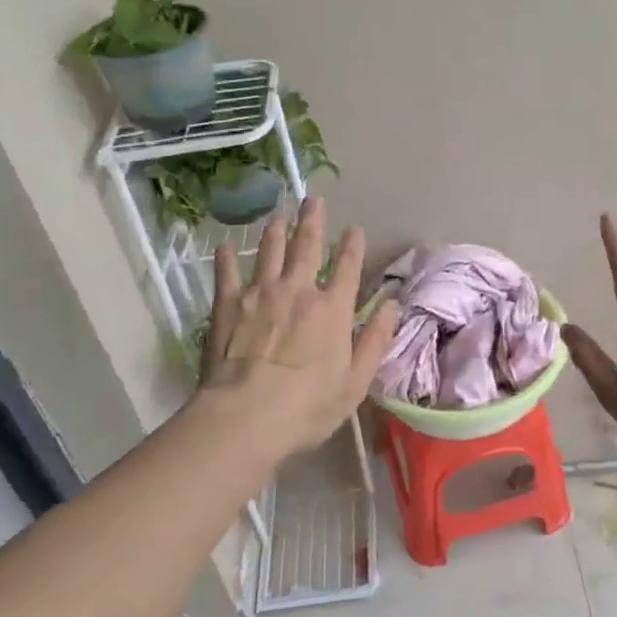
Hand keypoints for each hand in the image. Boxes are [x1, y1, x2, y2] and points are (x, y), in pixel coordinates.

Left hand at [198, 198, 399, 457]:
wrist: (245, 417)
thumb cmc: (307, 407)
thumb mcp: (355, 381)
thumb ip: (375, 340)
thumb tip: (392, 305)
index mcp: (332, 309)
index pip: (347, 267)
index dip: (352, 246)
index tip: (354, 229)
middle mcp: (298, 291)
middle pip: (307, 247)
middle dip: (312, 221)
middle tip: (313, 200)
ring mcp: (260, 294)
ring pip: (269, 252)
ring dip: (275, 231)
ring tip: (277, 216)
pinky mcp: (228, 305)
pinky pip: (227, 273)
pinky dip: (226, 258)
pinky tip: (224, 246)